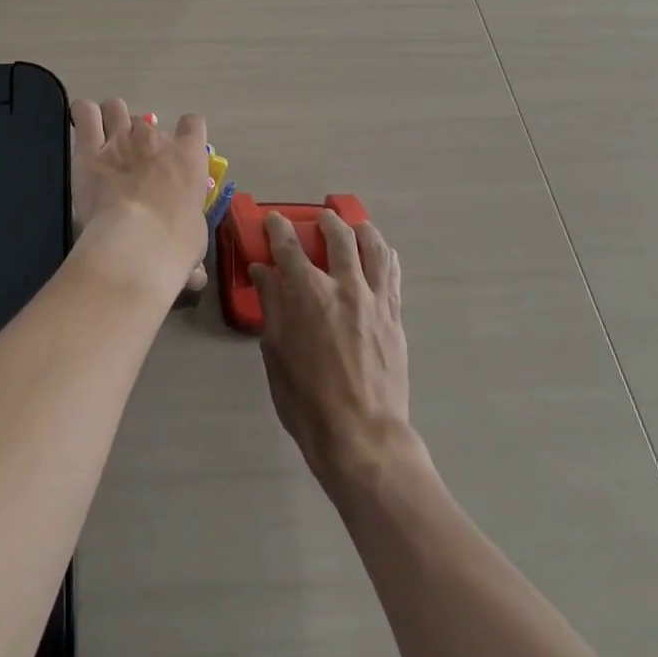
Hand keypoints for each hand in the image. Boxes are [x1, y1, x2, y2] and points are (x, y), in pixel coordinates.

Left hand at [69, 98, 210, 296]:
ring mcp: (120, 139)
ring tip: (103, 136)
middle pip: (147, 121)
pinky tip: (81, 124)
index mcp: (188, 158)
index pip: (193, 126)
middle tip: (131, 161)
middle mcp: (155, 140)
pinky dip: (82, 115)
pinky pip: (85, 113)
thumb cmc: (175, 244)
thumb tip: (195, 276)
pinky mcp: (89, 149)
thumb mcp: (194, 244)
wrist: (137, 244)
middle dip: (139, 137)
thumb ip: (190, 248)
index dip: (185, 134)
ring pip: (115, 108)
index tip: (176, 151)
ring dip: (110, 118)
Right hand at [251, 211, 418, 492]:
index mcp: (307, 292)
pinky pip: (393, 274)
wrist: (363, 436)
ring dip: (361, 230)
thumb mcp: (276, 352)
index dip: (278, 227)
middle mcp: (343, 285)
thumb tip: (263, 271)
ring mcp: (374, 299)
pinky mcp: (394, 316)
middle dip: (326, 221)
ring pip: (373, 247)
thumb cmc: (307, 400)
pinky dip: (385, 256)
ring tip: (355, 227)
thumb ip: (272, 304)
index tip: (274, 221)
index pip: (288, 244)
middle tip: (319, 220)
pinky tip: (380, 254)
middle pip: (337, 236)